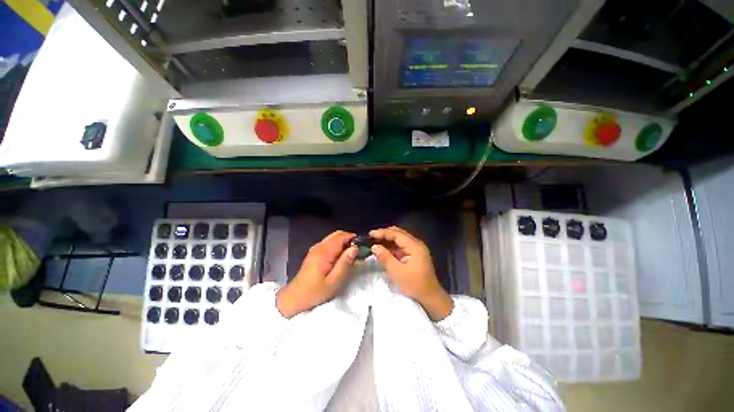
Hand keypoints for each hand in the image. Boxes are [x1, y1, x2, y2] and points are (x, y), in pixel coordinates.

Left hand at [276, 230, 357, 317]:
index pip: (341, 237)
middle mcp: (319, 246)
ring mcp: (315, 248)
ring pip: (333, 237)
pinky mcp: (314, 252)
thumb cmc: (316, 292)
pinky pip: (328, 243)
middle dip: (349, 239)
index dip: (353, 238)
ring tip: (351, 254)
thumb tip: (355, 248)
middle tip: (357, 251)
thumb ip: (345, 263)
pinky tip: (340, 256)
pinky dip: (337, 245)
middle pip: (337, 234)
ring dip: (343, 242)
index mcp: (324, 252)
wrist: (295, 298)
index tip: (362, 246)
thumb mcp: (334, 281)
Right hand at [369, 226, 452, 320]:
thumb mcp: (397, 272)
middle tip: (372, 236)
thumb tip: (374, 247)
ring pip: (400, 239)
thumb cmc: (414, 285)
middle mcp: (416, 244)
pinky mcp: (414, 255)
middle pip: (399, 233)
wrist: (430, 297)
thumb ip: (385, 257)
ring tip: (375, 241)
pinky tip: (383, 248)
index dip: (383, 233)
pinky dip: (392, 246)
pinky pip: (401, 246)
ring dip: (388, 239)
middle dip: (385, 234)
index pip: (397, 234)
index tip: (370, 234)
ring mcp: (416, 249)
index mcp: (414, 246)